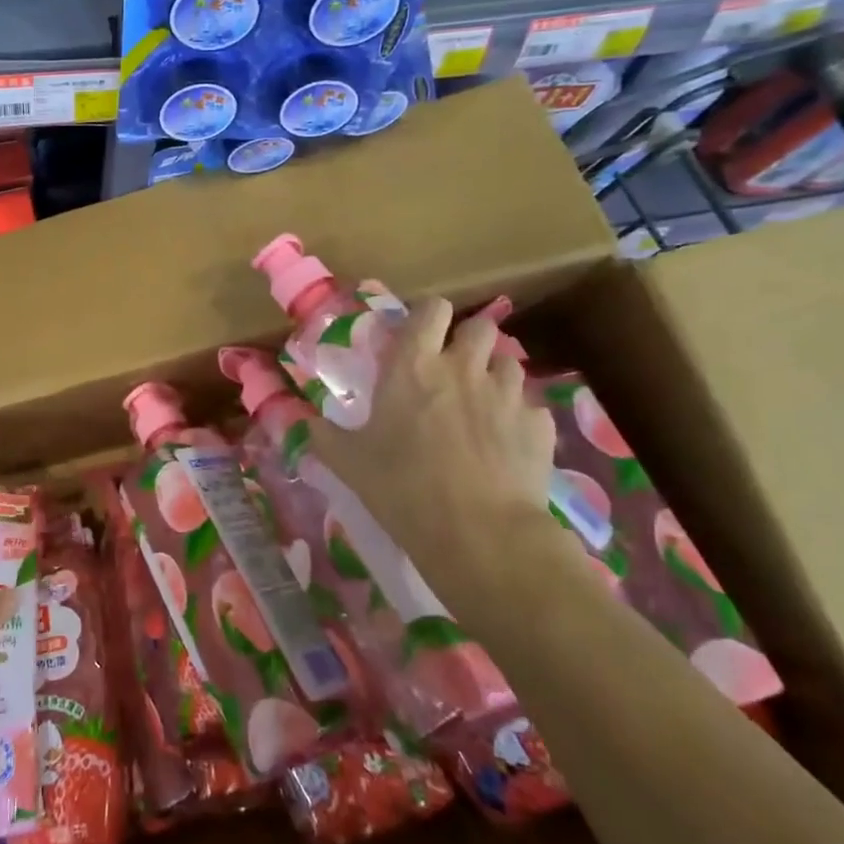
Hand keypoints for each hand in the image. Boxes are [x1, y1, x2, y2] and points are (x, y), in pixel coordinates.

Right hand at [315, 297, 561, 609]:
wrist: (479, 533)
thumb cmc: (402, 487)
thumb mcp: (348, 462)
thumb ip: (324, 435)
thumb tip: (304, 423)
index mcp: (414, 366)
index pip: (431, 310)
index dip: (428, 316)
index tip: (419, 335)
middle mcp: (464, 368)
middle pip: (480, 327)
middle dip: (468, 340)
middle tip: (452, 369)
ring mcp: (508, 394)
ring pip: (509, 363)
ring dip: (494, 375)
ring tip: (481, 404)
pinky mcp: (540, 426)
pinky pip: (529, 407)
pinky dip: (517, 417)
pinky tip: (505, 444)